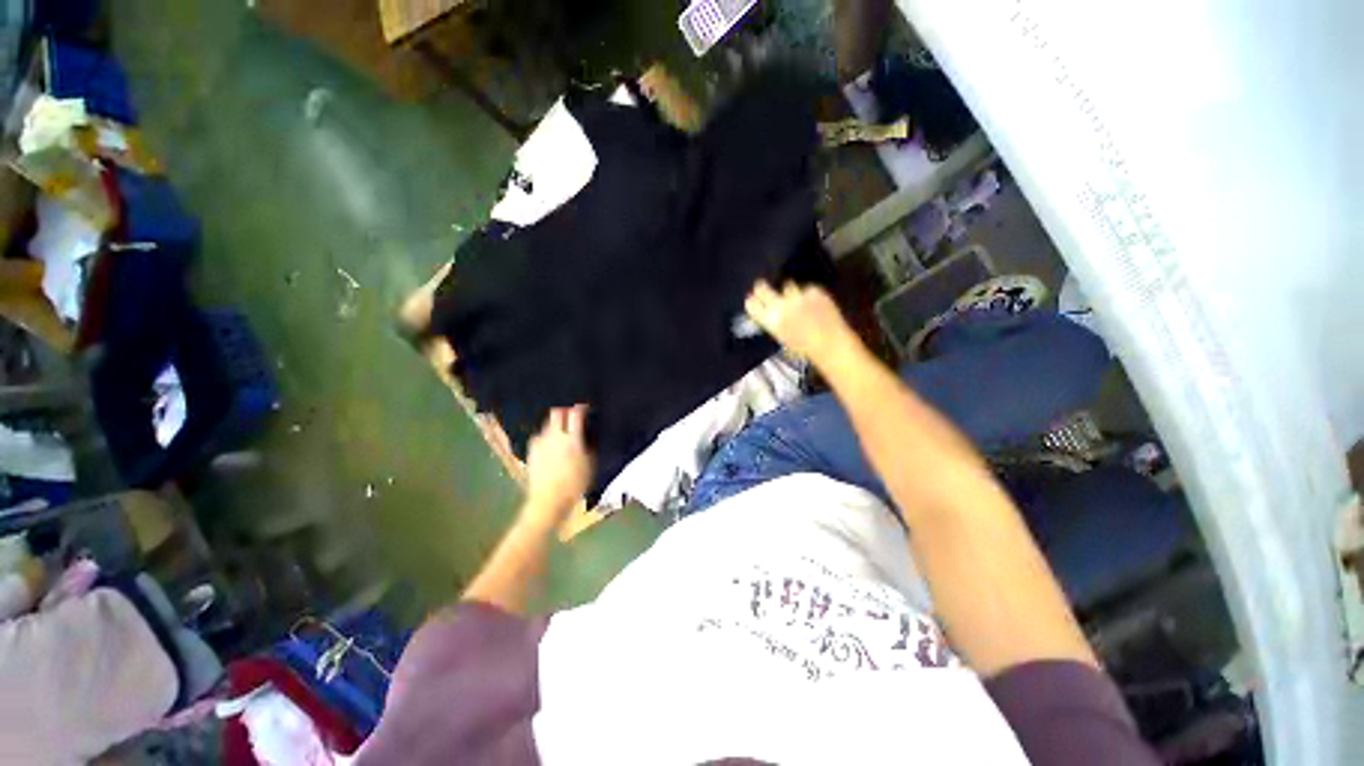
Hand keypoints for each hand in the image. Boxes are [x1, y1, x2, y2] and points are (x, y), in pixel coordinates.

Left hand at [522, 405, 593, 525]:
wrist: (548, 501)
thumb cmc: (574, 485)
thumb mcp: (590, 464)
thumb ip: (588, 445)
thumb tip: (588, 432)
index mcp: (572, 439)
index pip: (576, 414)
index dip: (581, 407)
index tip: (586, 407)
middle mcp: (554, 437)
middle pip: (557, 412)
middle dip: (565, 409)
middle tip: (572, 413)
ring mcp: (540, 443)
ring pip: (548, 423)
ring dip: (556, 422)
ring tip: (562, 428)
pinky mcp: (532, 450)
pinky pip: (540, 436)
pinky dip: (547, 435)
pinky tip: (550, 442)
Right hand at [745, 280, 857, 364]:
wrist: (831, 344)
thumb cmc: (804, 348)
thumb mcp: (782, 338)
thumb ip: (773, 324)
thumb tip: (768, 314)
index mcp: (770, 321)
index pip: (752, 304)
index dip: (752, 301)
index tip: (754, 300)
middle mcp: (780, 305)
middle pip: (762, 288)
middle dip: (762, 287)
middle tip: (764, 288)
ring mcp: (797, 296)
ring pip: (787, 286)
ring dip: (790, 292)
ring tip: (797, 300)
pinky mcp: (813, 290)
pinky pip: (807, 289)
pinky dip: (810, 295)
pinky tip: (815, 304)